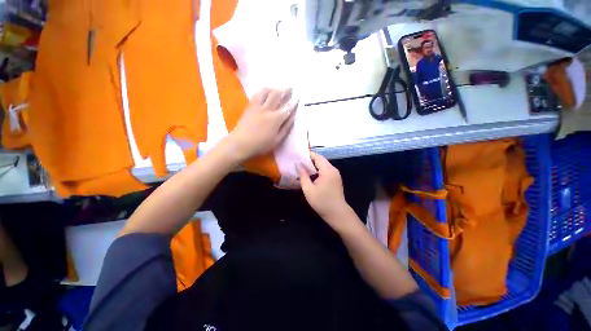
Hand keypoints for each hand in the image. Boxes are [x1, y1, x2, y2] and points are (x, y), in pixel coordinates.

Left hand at [228, 88, 296, 161]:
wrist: (241, 143)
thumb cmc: (261, 144)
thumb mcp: (277, 140)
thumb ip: (286, 128)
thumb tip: (293, 118)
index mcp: (275, 119)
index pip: (287, 108)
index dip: (293, 103)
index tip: (298, 98)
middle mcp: (267, 109)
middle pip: (277, 95)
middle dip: (285, 90)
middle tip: (290, 88)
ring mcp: (257, 106)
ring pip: (266, 92)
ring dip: (274, 88)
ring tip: (278, 88)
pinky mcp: (250, 106)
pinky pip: (257, 95)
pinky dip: (263, 91)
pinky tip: (265, 91)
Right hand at [298, 153, 352, 226]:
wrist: (337, 213)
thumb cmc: (321, 202)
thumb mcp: (308, 189)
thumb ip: (303, 175)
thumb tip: (297, 164)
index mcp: (327, 170)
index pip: (317, 157)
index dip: (308, 155)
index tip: (298, 156)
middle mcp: (333, 169)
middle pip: (321, 160)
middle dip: (310, 160)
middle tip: (299, 162)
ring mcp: (336, 174)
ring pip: (323, 165)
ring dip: (314, 165)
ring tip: (303, 168)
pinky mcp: (336, 179)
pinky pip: (326, 170)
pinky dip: (318, 170)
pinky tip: (311, 175)